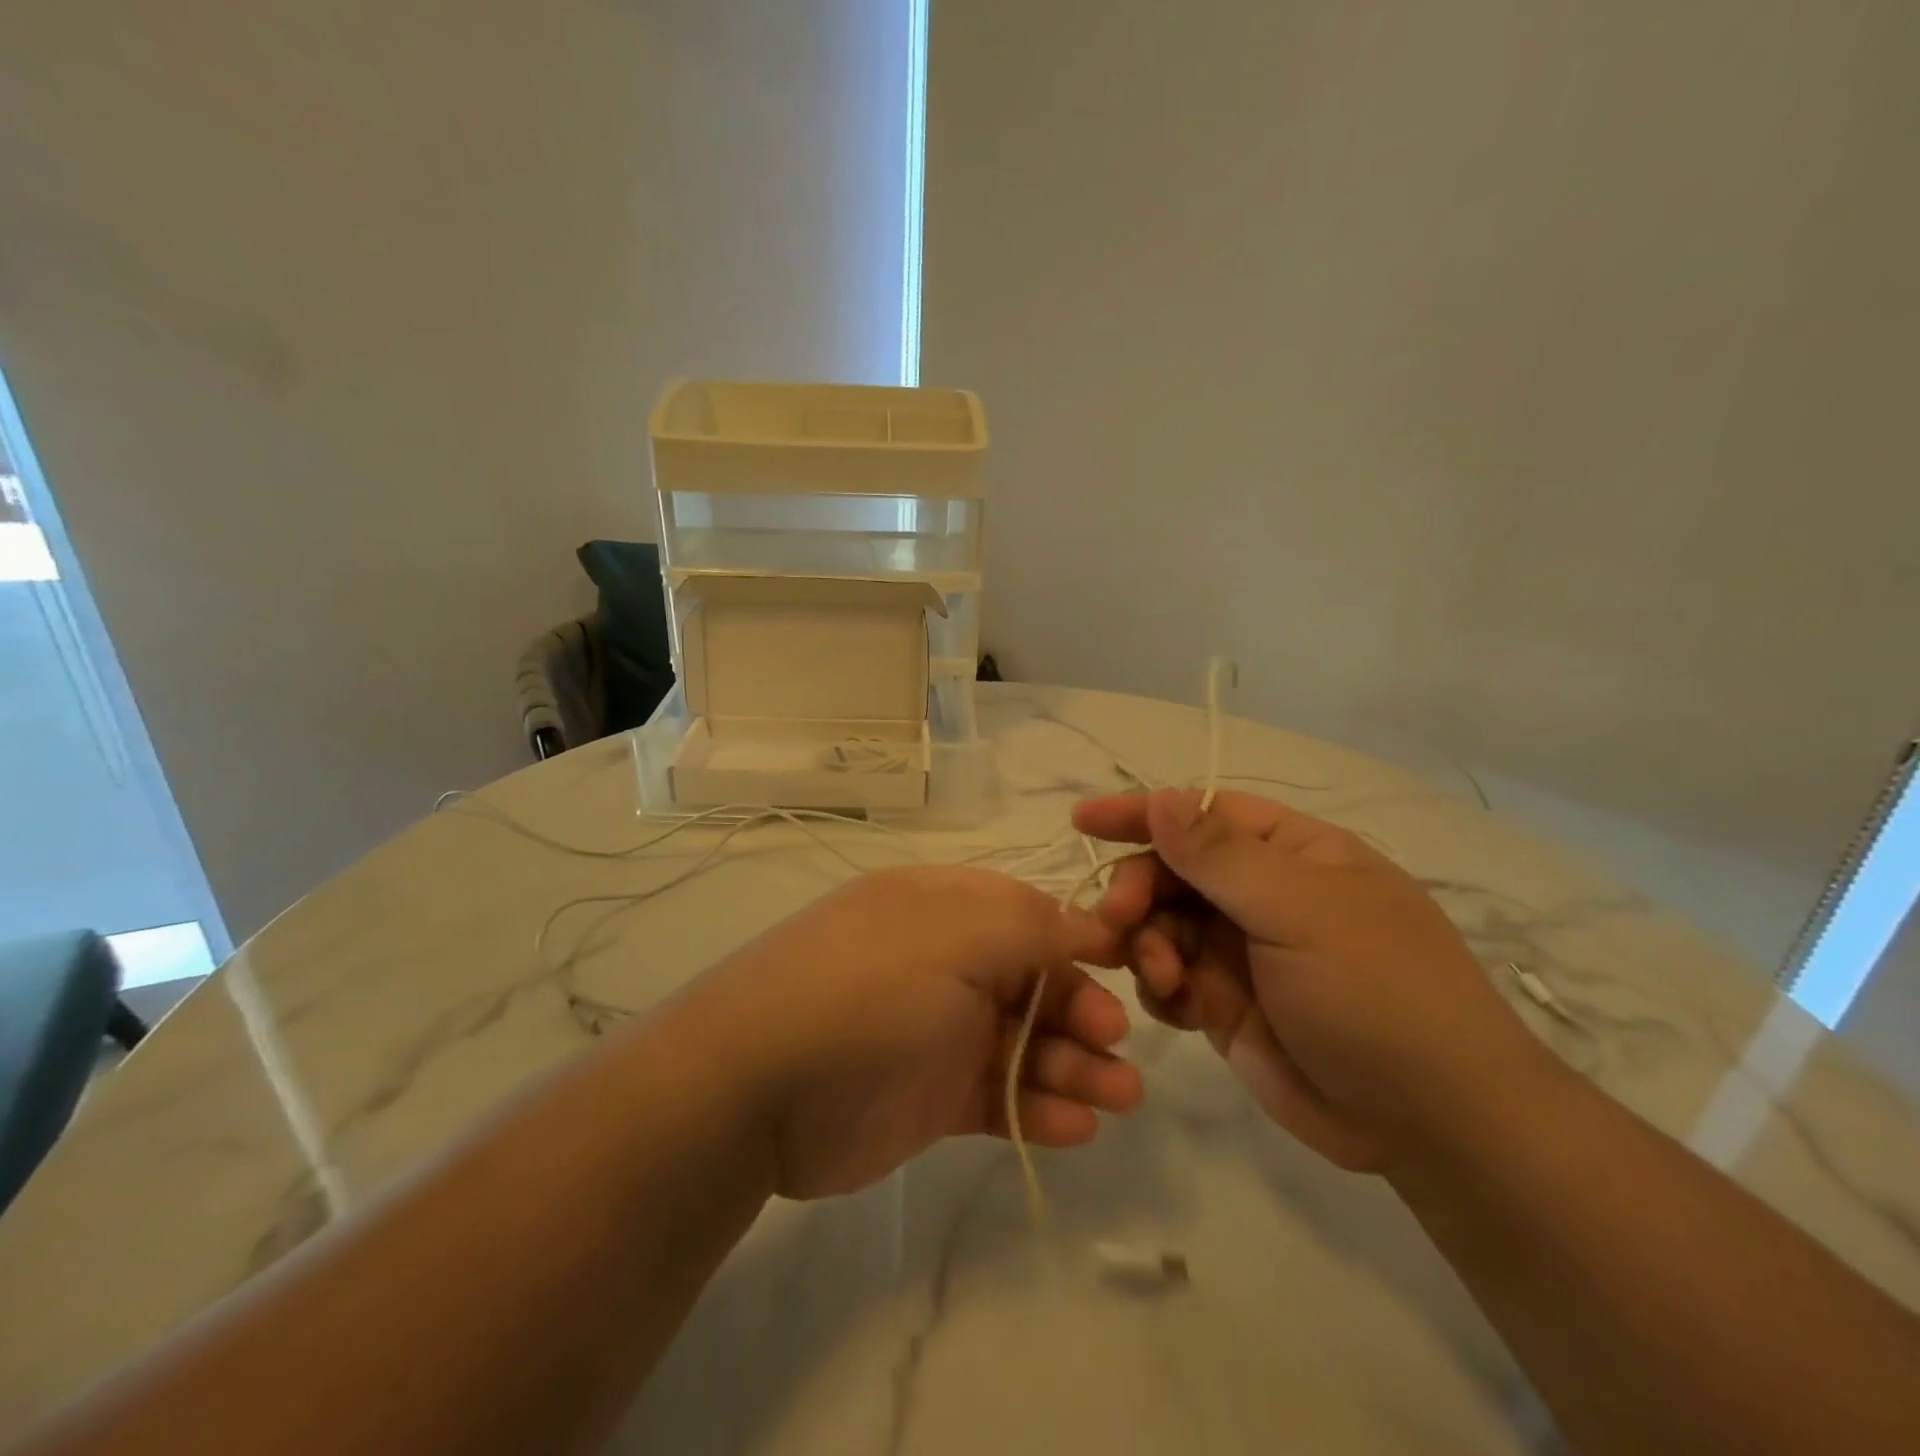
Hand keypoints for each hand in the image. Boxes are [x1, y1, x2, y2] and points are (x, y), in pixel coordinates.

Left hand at [689, 866, 1143, 1199]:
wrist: (758, 1085)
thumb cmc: (870, 986)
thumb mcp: (955, 933)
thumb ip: (1032, 925)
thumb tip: (1091, 924)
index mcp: (946, 908)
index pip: (1029, 913)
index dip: (1080, 938)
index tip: (1132, 964)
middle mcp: (946, 962)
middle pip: (1034, 981)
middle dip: (1083, 1010)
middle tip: (1115, 1047)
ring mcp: (939, 1030)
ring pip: (1025, 1042)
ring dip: (1074, 1066)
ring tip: (1118, 1099)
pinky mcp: (933, 1095)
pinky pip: (1000, 1096)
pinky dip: (1039, 1110)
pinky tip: (1074, 1129)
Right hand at [1072, 788, 1550, 1171]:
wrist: (1434, 1124)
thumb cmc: (1378, 993)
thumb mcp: (1300, 911)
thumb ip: (1220, 855)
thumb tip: (1162, 797)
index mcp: (1291, 853)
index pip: (1202, 814)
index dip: (1142, 813)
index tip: (1082, 822)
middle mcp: (1262, 894)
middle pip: (1172, 871)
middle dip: (1138, 891)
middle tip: (1115, 921)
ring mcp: (1243, 951)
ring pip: (1163, 926)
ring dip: (1147, 943)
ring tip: (1162, 977)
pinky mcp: (1227, 1004)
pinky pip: (1171, 979)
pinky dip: (1161, 987)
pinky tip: (1176, 1008)